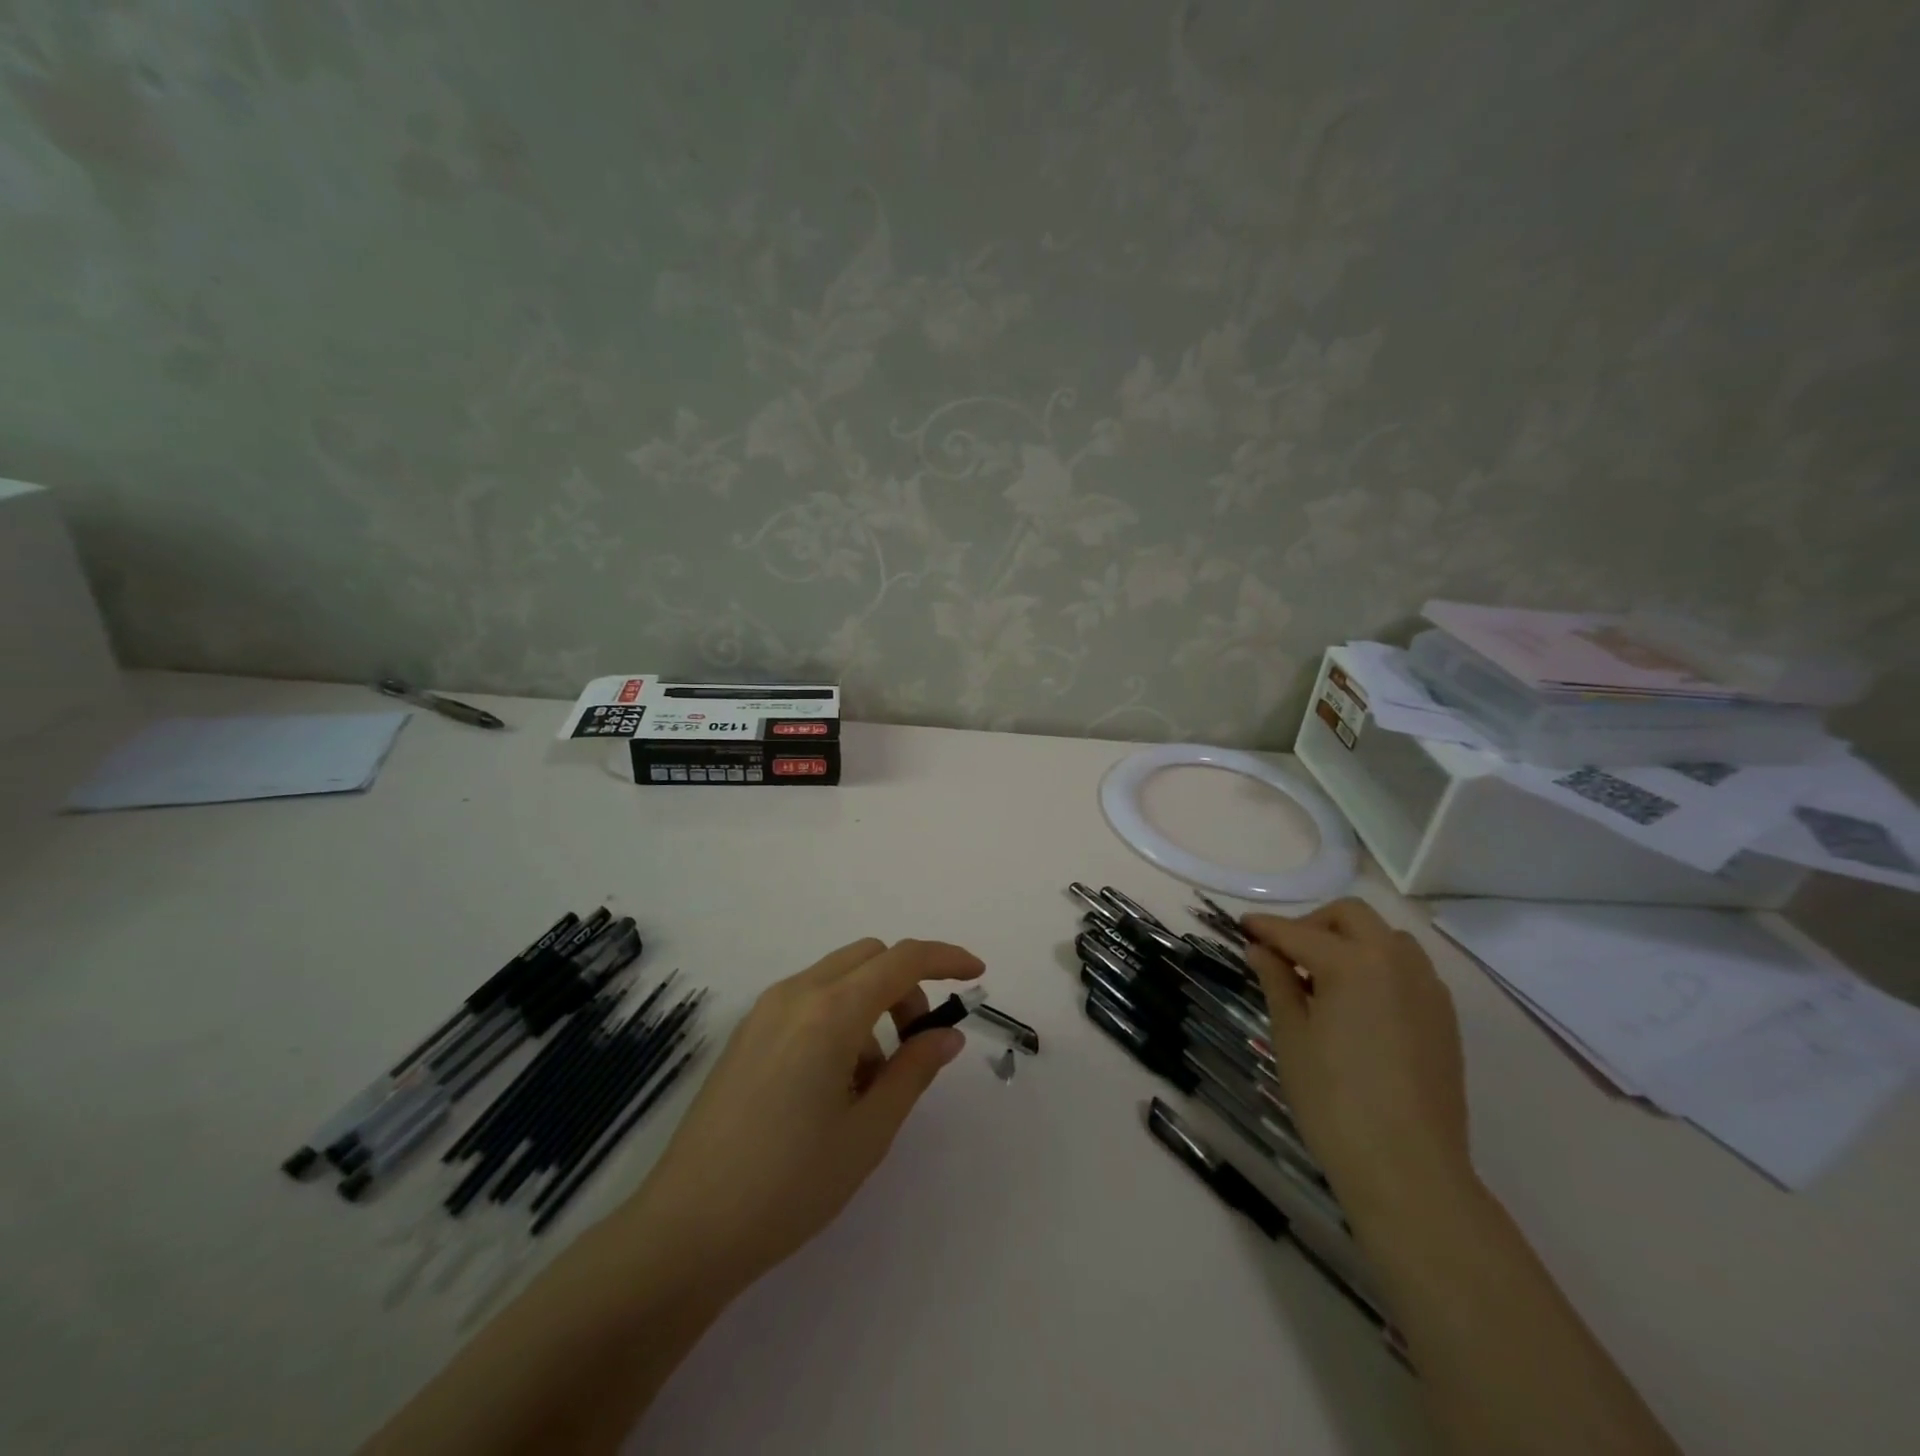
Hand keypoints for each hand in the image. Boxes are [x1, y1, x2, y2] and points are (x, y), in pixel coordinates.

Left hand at [614, 937, 982, 1292]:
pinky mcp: (747, 1033)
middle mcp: (795, 994)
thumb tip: (947, 1035)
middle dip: (905, 985)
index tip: (977, 975)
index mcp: (829, 1012)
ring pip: (837, 976)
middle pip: (868, 957)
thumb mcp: (868, 1132)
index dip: (945, 958)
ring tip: (871, 1083)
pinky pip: (808, 1000)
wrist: (686, 1230)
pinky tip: (833, 1084)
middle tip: (917, 1043)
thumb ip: (914, 1071)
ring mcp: (764, 1011)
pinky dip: (839, 1017)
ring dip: (871, 1004)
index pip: (901, 960)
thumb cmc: (789, 1184)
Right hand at [1243, 899, 1472, 1224]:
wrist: (1408, 1170)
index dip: (1266, 928)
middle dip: (1313, 924)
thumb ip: (1277, 981)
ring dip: (1350, 941)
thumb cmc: (1334, 1100)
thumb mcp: (1291, 1036)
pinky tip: (1357, 1003)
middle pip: (1351, 916)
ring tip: (1322, 978)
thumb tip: (1261, 949)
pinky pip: (1408, 969)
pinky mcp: (1444, 1018)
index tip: (1243, 927)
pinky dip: (1378, 966)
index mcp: (1354, 963)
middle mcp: (1397, 962)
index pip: (1298, 933)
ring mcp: (1428, 989)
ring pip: (1386, 937)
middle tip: (1285, 955)